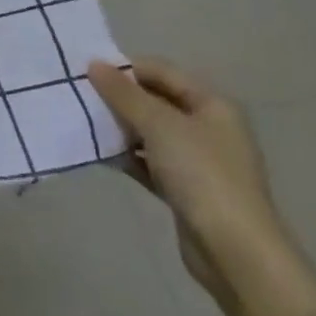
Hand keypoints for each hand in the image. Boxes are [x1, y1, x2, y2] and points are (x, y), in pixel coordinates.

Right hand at [88, 59, 315, 315]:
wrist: (234, 251)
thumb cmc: (202, 175)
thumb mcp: (159, 125)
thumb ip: (124, 94)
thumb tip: (94, 64)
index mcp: (212, 105)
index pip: (163, 71)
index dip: (126, 68)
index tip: (87, 72)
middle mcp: (208, 127)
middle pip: (156, 101)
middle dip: (119, 98)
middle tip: (81, 97)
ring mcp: (197, 160)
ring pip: (150, 133)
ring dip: (120, 128)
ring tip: (84, 125)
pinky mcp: (185, 189)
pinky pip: (149, 162)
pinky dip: (127, 157)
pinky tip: (100, 156)